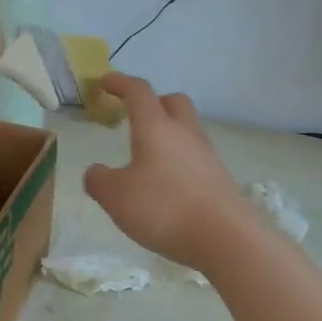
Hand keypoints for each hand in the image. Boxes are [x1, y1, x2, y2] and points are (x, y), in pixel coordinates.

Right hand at [83, 74, 257, 272]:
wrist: (225, 238)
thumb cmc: (163, 208)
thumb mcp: (115, 197)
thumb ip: (98, 180)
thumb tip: (96, 171)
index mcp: (156, 128)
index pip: (138, 92)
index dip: (120, 83)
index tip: (104, 83)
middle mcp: (184, 133)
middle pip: (173, 102)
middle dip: (153, 103)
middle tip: (134, 117)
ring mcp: (206, 155)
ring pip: (186, 130)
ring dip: (167, 133)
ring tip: (147, 157)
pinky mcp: (219, 178)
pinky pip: (194, 157)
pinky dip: (178, 160)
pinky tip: (166, 184)